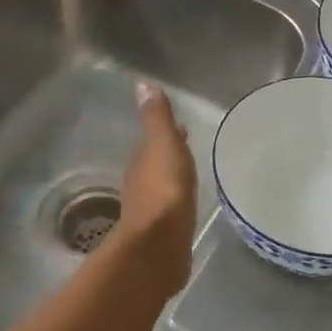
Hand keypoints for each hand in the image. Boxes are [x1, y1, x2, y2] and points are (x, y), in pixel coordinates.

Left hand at [112, 80, 198, 298]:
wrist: (159, 245)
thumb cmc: (164, 191)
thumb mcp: (163, 146)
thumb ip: (157, 119)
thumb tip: (142, 84)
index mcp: (142, 163)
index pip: (151, 144)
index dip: (165, 135)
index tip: (181, 128)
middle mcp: (141, 186)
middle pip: (155, 166)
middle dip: (169, 157)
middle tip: (188, 150)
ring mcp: (150, 213)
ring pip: (162, 189)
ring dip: (172, 181)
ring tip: (190, 177)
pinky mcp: (162, 236)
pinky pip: (170, 212)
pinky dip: (177, 204)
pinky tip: (187, 207)